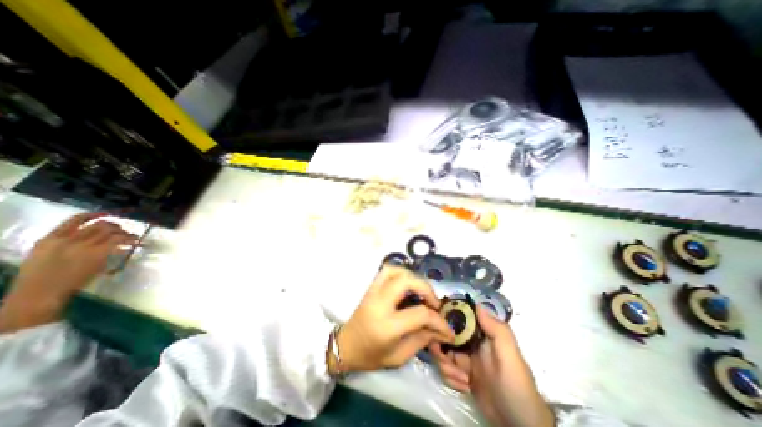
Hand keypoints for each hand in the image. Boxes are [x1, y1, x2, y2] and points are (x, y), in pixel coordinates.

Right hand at [0, 214, 138, 333]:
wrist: (39, 294)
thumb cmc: (39, 277)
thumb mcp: (42, 254)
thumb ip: (62, 243)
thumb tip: (86, 236)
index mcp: (50, 239)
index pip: (75, 219)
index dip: (95, 215)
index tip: (108, 214)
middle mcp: (69, 240)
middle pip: (100, 225)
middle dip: (115, 226)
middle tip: (122, 231)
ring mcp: (84, 247)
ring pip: (112, 231)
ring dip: (126, 233)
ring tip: (132, 237)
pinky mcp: (98, 254)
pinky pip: (119, 241)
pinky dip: (130, 240)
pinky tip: (135, 242)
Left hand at [333, 266, 450, 372]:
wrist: (345, 345)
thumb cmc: (370, 356)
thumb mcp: (399, 356)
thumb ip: (422, 339)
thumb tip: (442, 328)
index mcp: (387, 326)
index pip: (420, 314)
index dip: (438, 320)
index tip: (447, 327)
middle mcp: (379, 303)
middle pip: (407, 282)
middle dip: (426, 289)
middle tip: (434, 303)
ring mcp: (373, 291)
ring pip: (396, 270)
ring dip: (414, 278)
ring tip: (421, 292)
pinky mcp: (371, 286)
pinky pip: (387, 270)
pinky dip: (401, 273)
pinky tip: (408, 284)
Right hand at [428, 305, 554, 425]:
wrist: (519, 425)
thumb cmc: (515, 385)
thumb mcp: (510, 356)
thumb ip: (496, 329)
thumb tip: (477, 305)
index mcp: (481, 334)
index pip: (458, 318)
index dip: (446, 320)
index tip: (439, 329)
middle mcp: (471, 343)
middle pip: (445, 335)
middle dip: (441, 348)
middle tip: (448, 361)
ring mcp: (465, 359)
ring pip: (443, 353)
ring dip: (447, 367)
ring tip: (462, 380)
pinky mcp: (462, 375)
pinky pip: (447, 369)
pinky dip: (451, 378)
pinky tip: (463, 387)